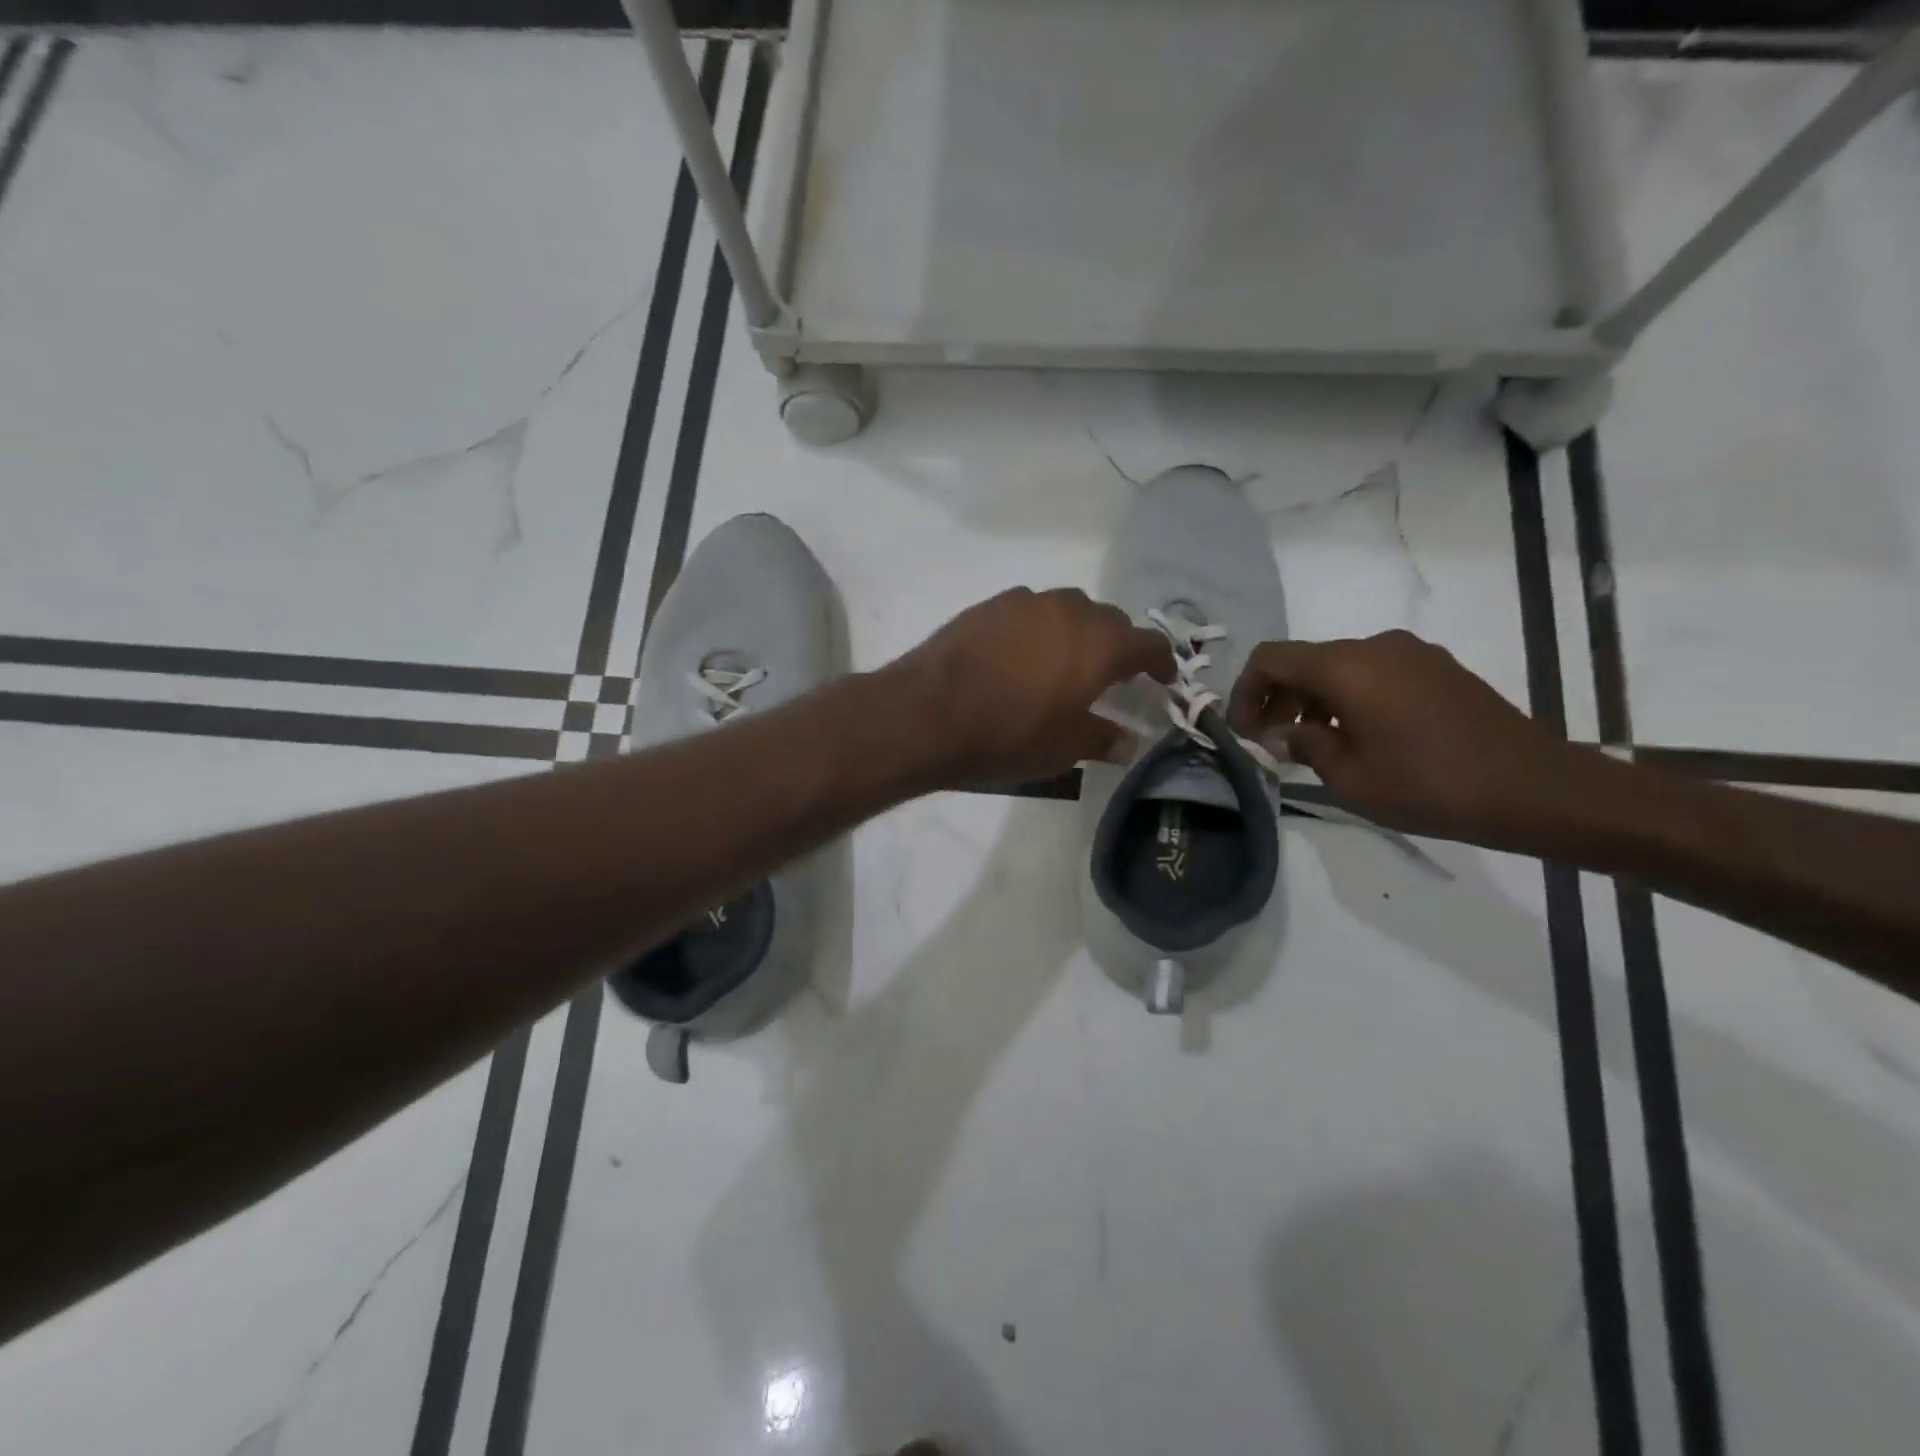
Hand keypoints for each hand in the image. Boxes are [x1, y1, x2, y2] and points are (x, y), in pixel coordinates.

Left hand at [887, 588, 1173, 788]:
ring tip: (1064, 662)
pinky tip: (1019, 656)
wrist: (925, 714)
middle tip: (1111, 675)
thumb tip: (1128, 742)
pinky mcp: (986, 606)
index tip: (1163, 679)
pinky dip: (1036, 630)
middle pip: (1108, 620)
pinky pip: (1027, 612)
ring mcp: (1024, 603)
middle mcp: (1067, 610)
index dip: (1161, 662)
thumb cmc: (1006, 736)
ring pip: (1066, 609)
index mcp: (1098, 644)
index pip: (1148, 643)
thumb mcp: (1062, 749)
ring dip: (1075, 632)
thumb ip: (1101, 739)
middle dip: (1117, 645)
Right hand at [1226, 630, 1580, 845]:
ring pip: (1339, 665)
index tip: (1245, 732)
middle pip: (1304, 659)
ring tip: (1314, 744)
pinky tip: (1359, 736)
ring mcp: (1412, 653)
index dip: (1245, 692)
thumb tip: (1280, 733)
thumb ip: (1304, 744)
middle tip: (1274, 742)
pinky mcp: (1438, 668)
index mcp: (1347, 667)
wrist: (1536, 789)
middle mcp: (1376, 646)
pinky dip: (1348, 696)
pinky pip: (1373, 671)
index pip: (1270, 659)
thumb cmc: (1430, 786)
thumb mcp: (1350, 778)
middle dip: (1277, 698)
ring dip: (1313, 699)